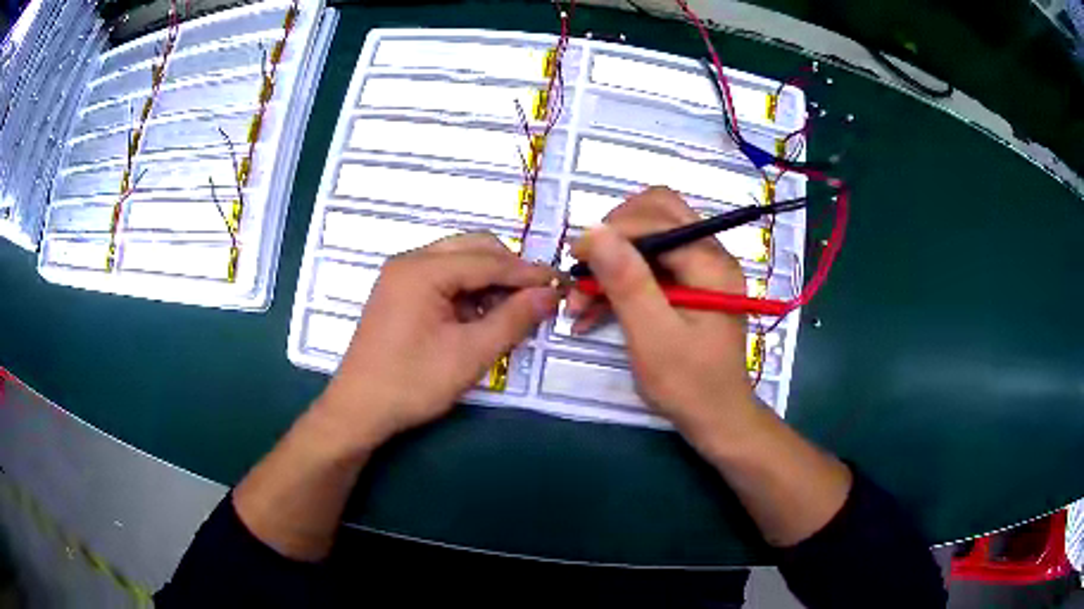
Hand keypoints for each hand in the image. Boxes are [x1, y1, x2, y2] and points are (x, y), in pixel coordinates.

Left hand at [316, 233, 560, 449]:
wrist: (358, 409)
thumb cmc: (411, 383)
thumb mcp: (470, 354)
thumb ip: (513, 319)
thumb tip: (550, 294)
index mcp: (423, 270)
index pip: (488, 260)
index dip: (527, 273)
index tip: (560, 285)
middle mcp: (410, 261)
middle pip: (473, 249)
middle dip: (508, 270)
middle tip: (537, 297)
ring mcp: (401, 275)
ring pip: (458, 260)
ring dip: (489, 279)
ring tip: (511, 311)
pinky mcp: (399, 292)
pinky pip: (443, 277)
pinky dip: (468, 290)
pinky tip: (480, 316)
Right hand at [569, 187, 758, 447]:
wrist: (716, 419)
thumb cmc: (689, 384)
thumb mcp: (653, 336)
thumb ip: (627, 281)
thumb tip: (594, 230)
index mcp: (711, 263)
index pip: (657, 219)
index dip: (613, 230)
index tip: (576, 257)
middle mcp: (710, 255)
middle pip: (657, 214)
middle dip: (614, 236)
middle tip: (585, 267)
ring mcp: (700, 269)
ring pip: (649, 239)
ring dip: (612, 261)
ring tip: (581, 299)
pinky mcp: (687, 286)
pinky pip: (649, 266)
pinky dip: (620, 281)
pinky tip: (593, 311)